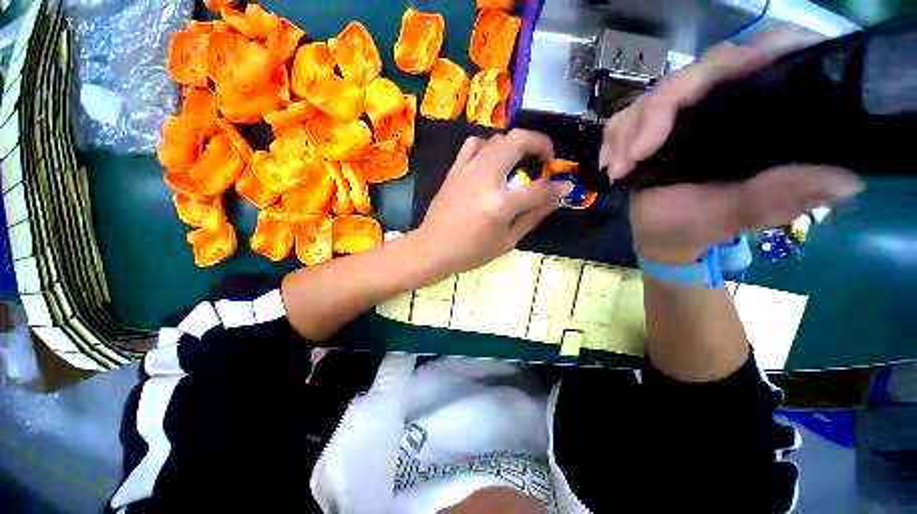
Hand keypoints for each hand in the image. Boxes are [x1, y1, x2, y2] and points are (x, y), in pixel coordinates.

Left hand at [416, 130, 573, 274]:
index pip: (539, 188)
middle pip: (519, 141)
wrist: (432, 248)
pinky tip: (491, 161)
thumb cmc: (470, 252)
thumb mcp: (507, 241)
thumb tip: (555, 199)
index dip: (558, 187)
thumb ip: (532, 217)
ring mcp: (468, 170)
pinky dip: (489, 146)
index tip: (566, 185)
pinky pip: (474, 144)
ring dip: (515, 144)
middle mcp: (486, 178)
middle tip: (546, 157)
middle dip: (541, 143)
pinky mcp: (455, 169)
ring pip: (498, 138)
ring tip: (519, 160)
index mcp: (501, 203)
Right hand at [601, 30, 865, 263]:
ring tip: (619, 169)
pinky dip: (614, 137)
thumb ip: (778, 196)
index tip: (685, 110)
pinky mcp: (654, 125)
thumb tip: (847, 179)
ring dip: (627, 132)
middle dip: (653, 115)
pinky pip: (627, 115)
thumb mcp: (738, 215)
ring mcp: (686, 111)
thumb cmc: (698, 227)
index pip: (763, 58)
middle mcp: (727, 101)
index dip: (737, 63)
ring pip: (653, 94)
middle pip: (695, 74)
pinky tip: (612, 163)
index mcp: (761, 115)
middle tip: (631, 159)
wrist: (661, 235)